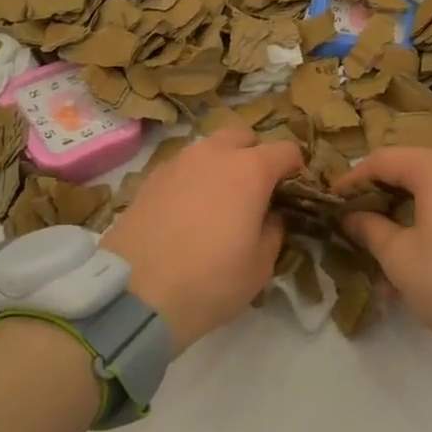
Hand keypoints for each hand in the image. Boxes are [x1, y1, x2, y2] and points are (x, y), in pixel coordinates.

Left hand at [101, 128, 302, 352]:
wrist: (136, 294)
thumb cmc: (210, 281)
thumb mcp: (260, 267)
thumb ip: (273, 232)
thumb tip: (270, 216)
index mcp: (250, 170)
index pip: (285, 150)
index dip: (295, 168)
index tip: (294, 190)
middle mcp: (214, 155)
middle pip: (243, 137)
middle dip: (254, 156)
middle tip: (255, 191)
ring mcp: (177, 162)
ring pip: (208, 149)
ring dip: (220, 164)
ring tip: (218, 200)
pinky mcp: (149, 178)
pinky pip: (182, 167)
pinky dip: (192, 179)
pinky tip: (187, 210)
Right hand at [336, 148, 431, 397]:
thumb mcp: (398, 257)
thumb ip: (368, 228)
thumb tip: (350, 216)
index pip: (382, 160)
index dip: (351, 179)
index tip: (330, 202)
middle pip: (409, 174)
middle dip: (378, 203)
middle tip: (352, 228)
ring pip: (431, 196)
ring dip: (402, 223)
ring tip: (380, 261)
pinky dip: (429, 229)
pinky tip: (414, 267)